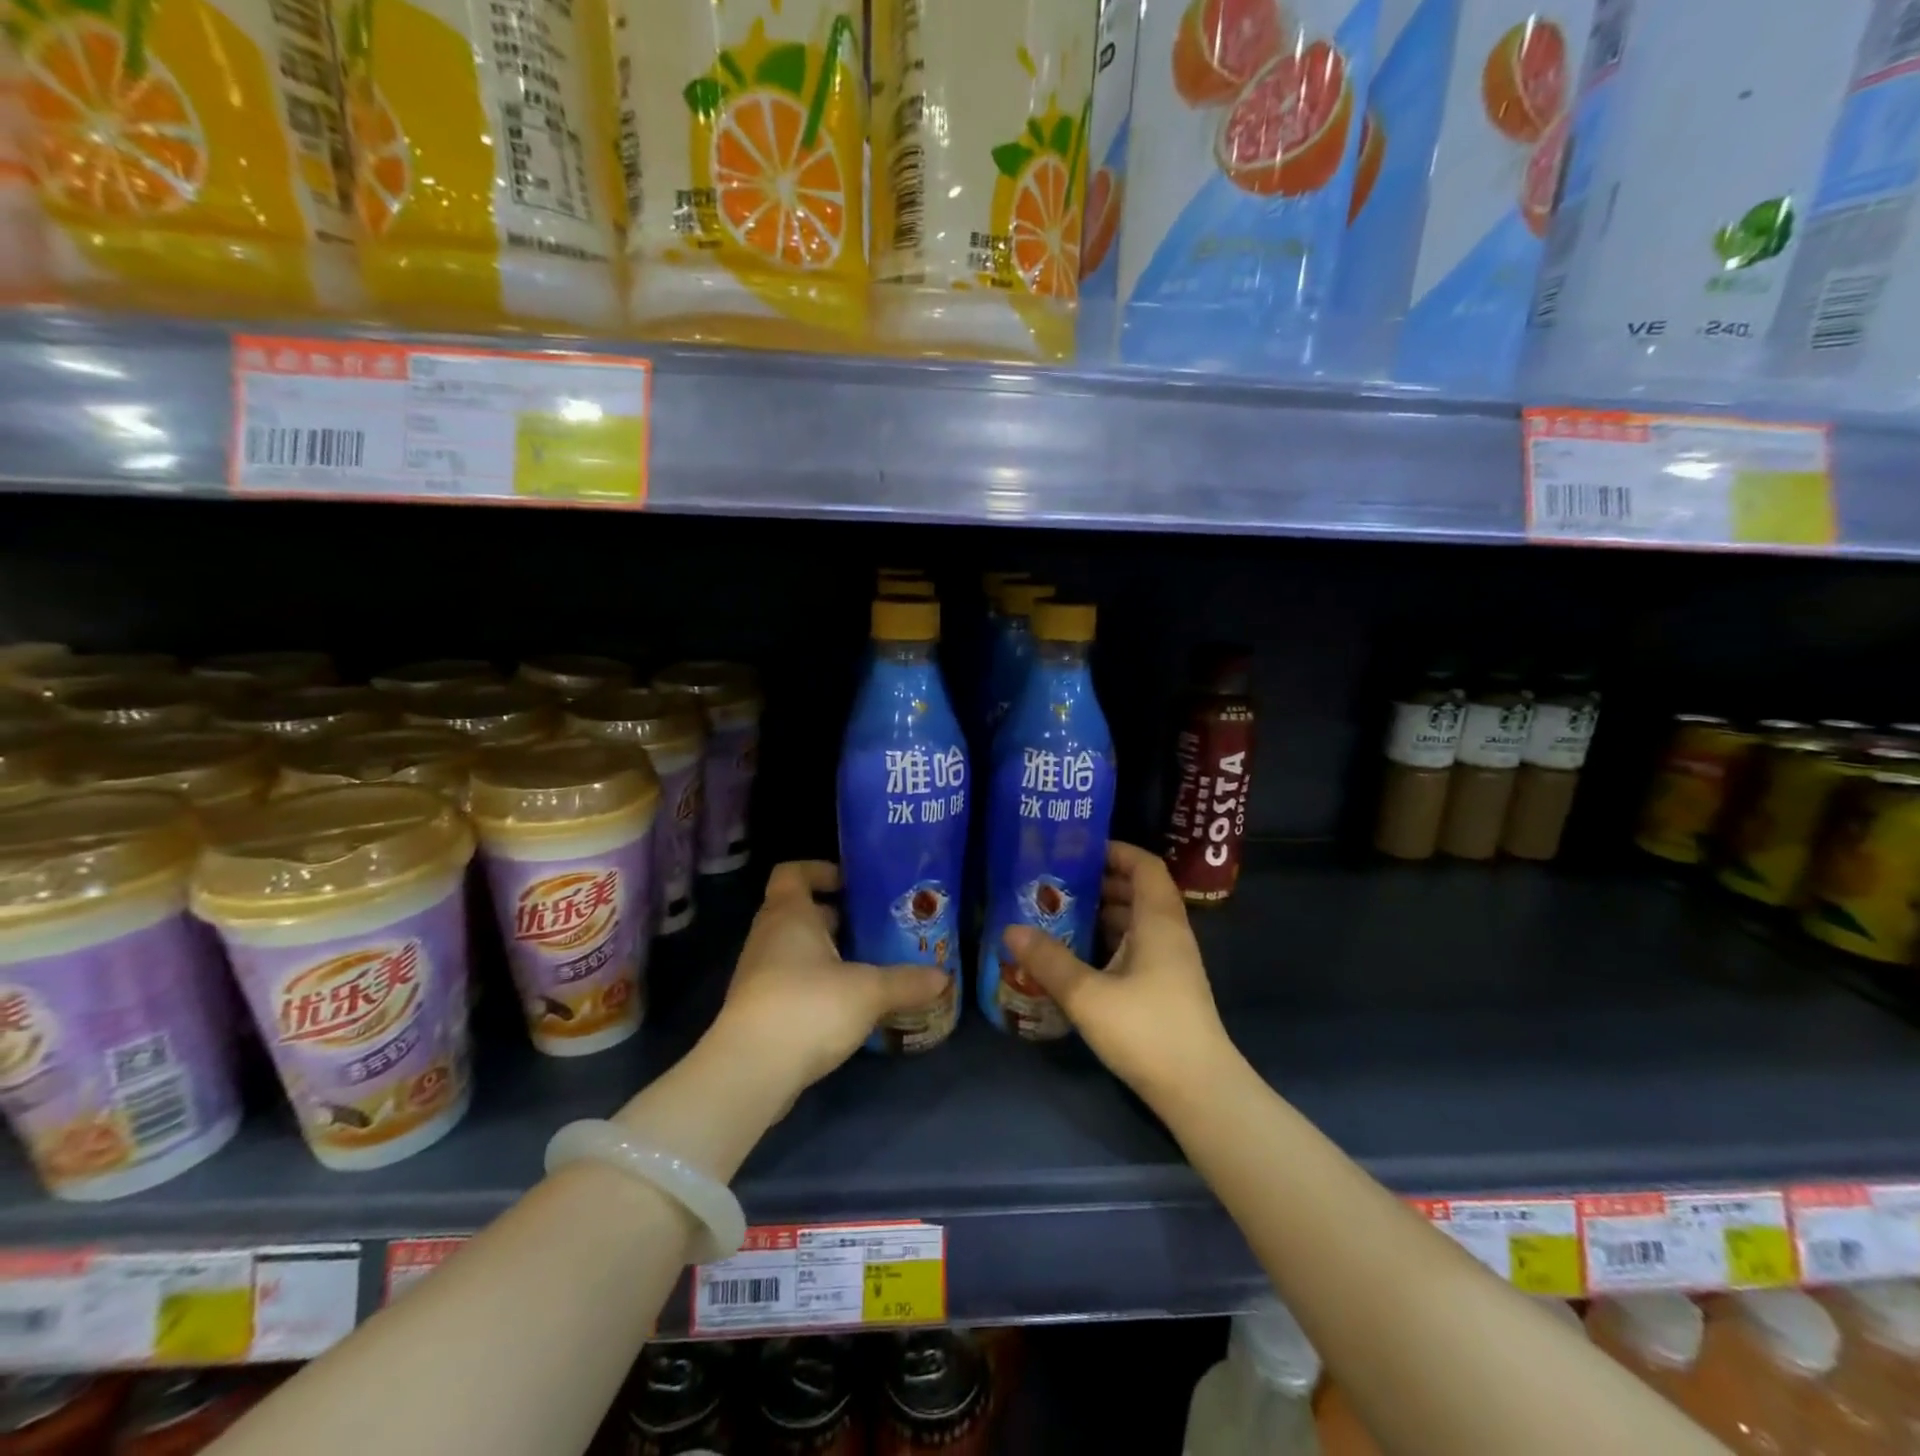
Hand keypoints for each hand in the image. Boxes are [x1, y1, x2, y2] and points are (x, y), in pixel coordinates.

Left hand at [709, 861, 950, 1100]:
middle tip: (876, 926)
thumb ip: (906, 981)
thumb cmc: (808, 1006)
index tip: (853, 884)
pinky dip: (818, 984)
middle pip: (800, 911)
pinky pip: (792, 981)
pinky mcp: (760, 1008)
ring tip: (870, 965)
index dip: (820, 871)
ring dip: (829, 953)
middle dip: (837, 917)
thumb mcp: (868, 991)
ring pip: (797, 949)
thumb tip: (943, 977)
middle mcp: (769, 935)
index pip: (793, 872)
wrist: (751, 1070)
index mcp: (789, 914)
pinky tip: (849, 1004)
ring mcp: (760, 974)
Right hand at [1001, 842, 1233, 1100]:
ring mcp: (1171, 963)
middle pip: (1139, 891)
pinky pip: (1137, 947)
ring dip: (1103, 913)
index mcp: (1159, 921)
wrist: (1200, 1092)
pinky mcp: (1166, 988)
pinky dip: (1110, 940)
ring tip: (1060, 914)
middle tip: (1057, 882)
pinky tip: (1079, 955)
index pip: (1145, 866)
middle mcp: (1169, 934)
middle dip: (1100, 881)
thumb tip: (1010, 929)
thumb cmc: (1147, 1031)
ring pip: (1137, 921)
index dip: (1116, 851)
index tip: (1078, 850)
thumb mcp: (1088, 995)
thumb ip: (1049, 961)